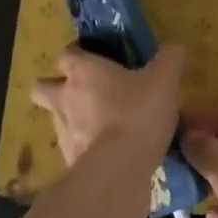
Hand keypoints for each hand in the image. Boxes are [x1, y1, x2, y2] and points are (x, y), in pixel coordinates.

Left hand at [32, 43, 184, 171]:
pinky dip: (84, 147)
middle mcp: (64, 97)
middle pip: (42, 87)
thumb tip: (175, 48)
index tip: (93, 57)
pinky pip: (71, 147)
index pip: (67, 53)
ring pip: (56, 118)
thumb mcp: (164, 80)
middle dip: (56, 87)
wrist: (120, 170)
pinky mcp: (68, 160)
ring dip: (71, 118)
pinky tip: (107, 152)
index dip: (78, 53)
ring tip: (100, 125)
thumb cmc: (138, 113)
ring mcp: (62, 131)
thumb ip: (170, 59)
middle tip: (83, 91)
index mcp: (83, 71)